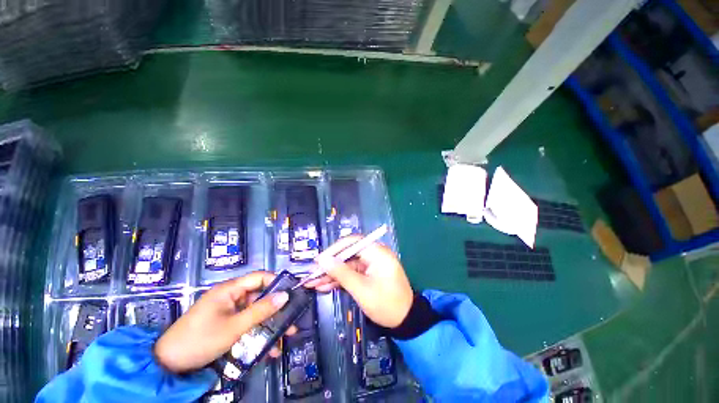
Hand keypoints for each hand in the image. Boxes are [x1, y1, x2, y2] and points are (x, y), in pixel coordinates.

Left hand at [154, 271, 294, 372]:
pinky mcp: (226, 325)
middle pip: (260, 297)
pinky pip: (247, 324)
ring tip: (285, 337)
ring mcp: (228, 312)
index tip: (292, 293)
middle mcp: (231, 297)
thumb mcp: (234, 327)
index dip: (276, 282)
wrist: (168, 365)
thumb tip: (285, 295)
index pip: (259, 277)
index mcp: (230, 289)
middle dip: (276, 309)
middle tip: (292, 319)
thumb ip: (261, 311)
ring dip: (270, 325)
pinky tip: (268, 349)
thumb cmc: (200, 340)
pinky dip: (257, 334)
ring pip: (255, 313)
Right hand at [306, 237, 413, 327]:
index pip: (352, 242)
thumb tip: (322, 260)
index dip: (333, 250)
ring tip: (313, 283)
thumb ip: (341, 273)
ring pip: (347, 264)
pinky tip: (325, 286)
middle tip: (313, 274)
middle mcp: (373, 254)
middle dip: (330, 265)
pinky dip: (339, 279)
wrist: (406, 321)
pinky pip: (351, 273)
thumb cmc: (386, 304)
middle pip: (347, 254)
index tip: (319, 261)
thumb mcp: (361, 289)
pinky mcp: (368, 274)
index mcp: (376, 252)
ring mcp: (371, 264)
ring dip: (332, 274)